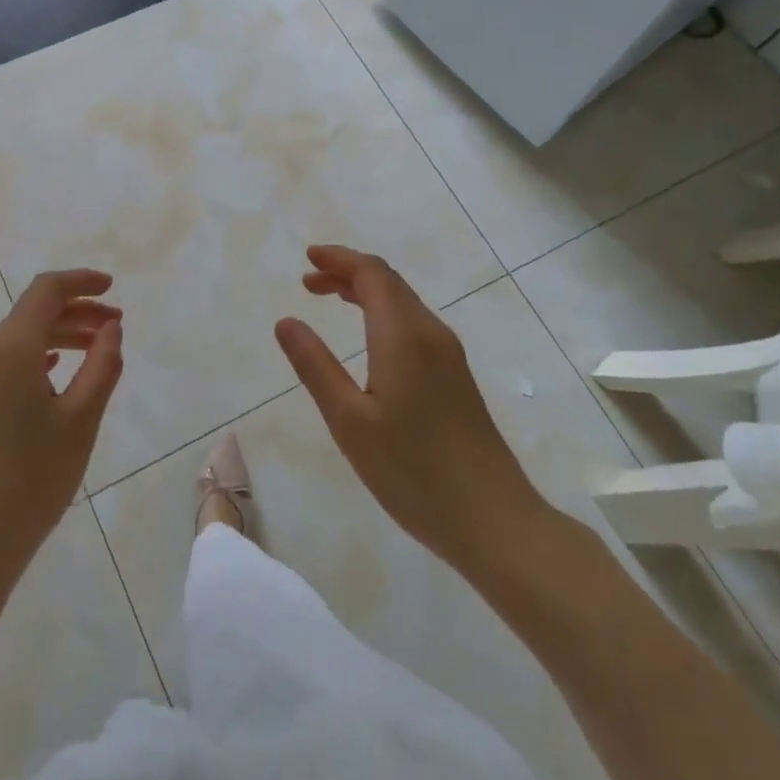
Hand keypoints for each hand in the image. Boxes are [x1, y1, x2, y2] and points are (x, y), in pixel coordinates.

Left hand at [0, 270, 123, 602]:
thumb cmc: (29, 484)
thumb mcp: (80, 422)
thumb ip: (102, 366)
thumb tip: (109, 329)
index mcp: (7, 349)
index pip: (46, 291)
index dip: (82, 281)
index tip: (112, 287)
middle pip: (31, 314)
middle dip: (76, 313)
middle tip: (114, 327)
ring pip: (15, 340)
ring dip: (56, 337)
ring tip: (93, 351)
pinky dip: (31, 359)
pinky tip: (52, 373)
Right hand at [274, 246, 549, 577]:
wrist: (494, 520)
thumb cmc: (413, 472)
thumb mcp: (349, 421)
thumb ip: (315, 366)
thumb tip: (286, 321)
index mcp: (404, 335)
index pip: (372, 273)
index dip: (338, 259)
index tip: (307, 258)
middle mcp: (430, 333)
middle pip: (388, 282)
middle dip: (347, 272)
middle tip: (308, 281)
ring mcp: (449, 355)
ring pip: (403, 302)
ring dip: (365, 292)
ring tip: (329, 298)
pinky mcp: (456, 376)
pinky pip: (413, 323)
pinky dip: (382, 313)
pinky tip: (368, 338)